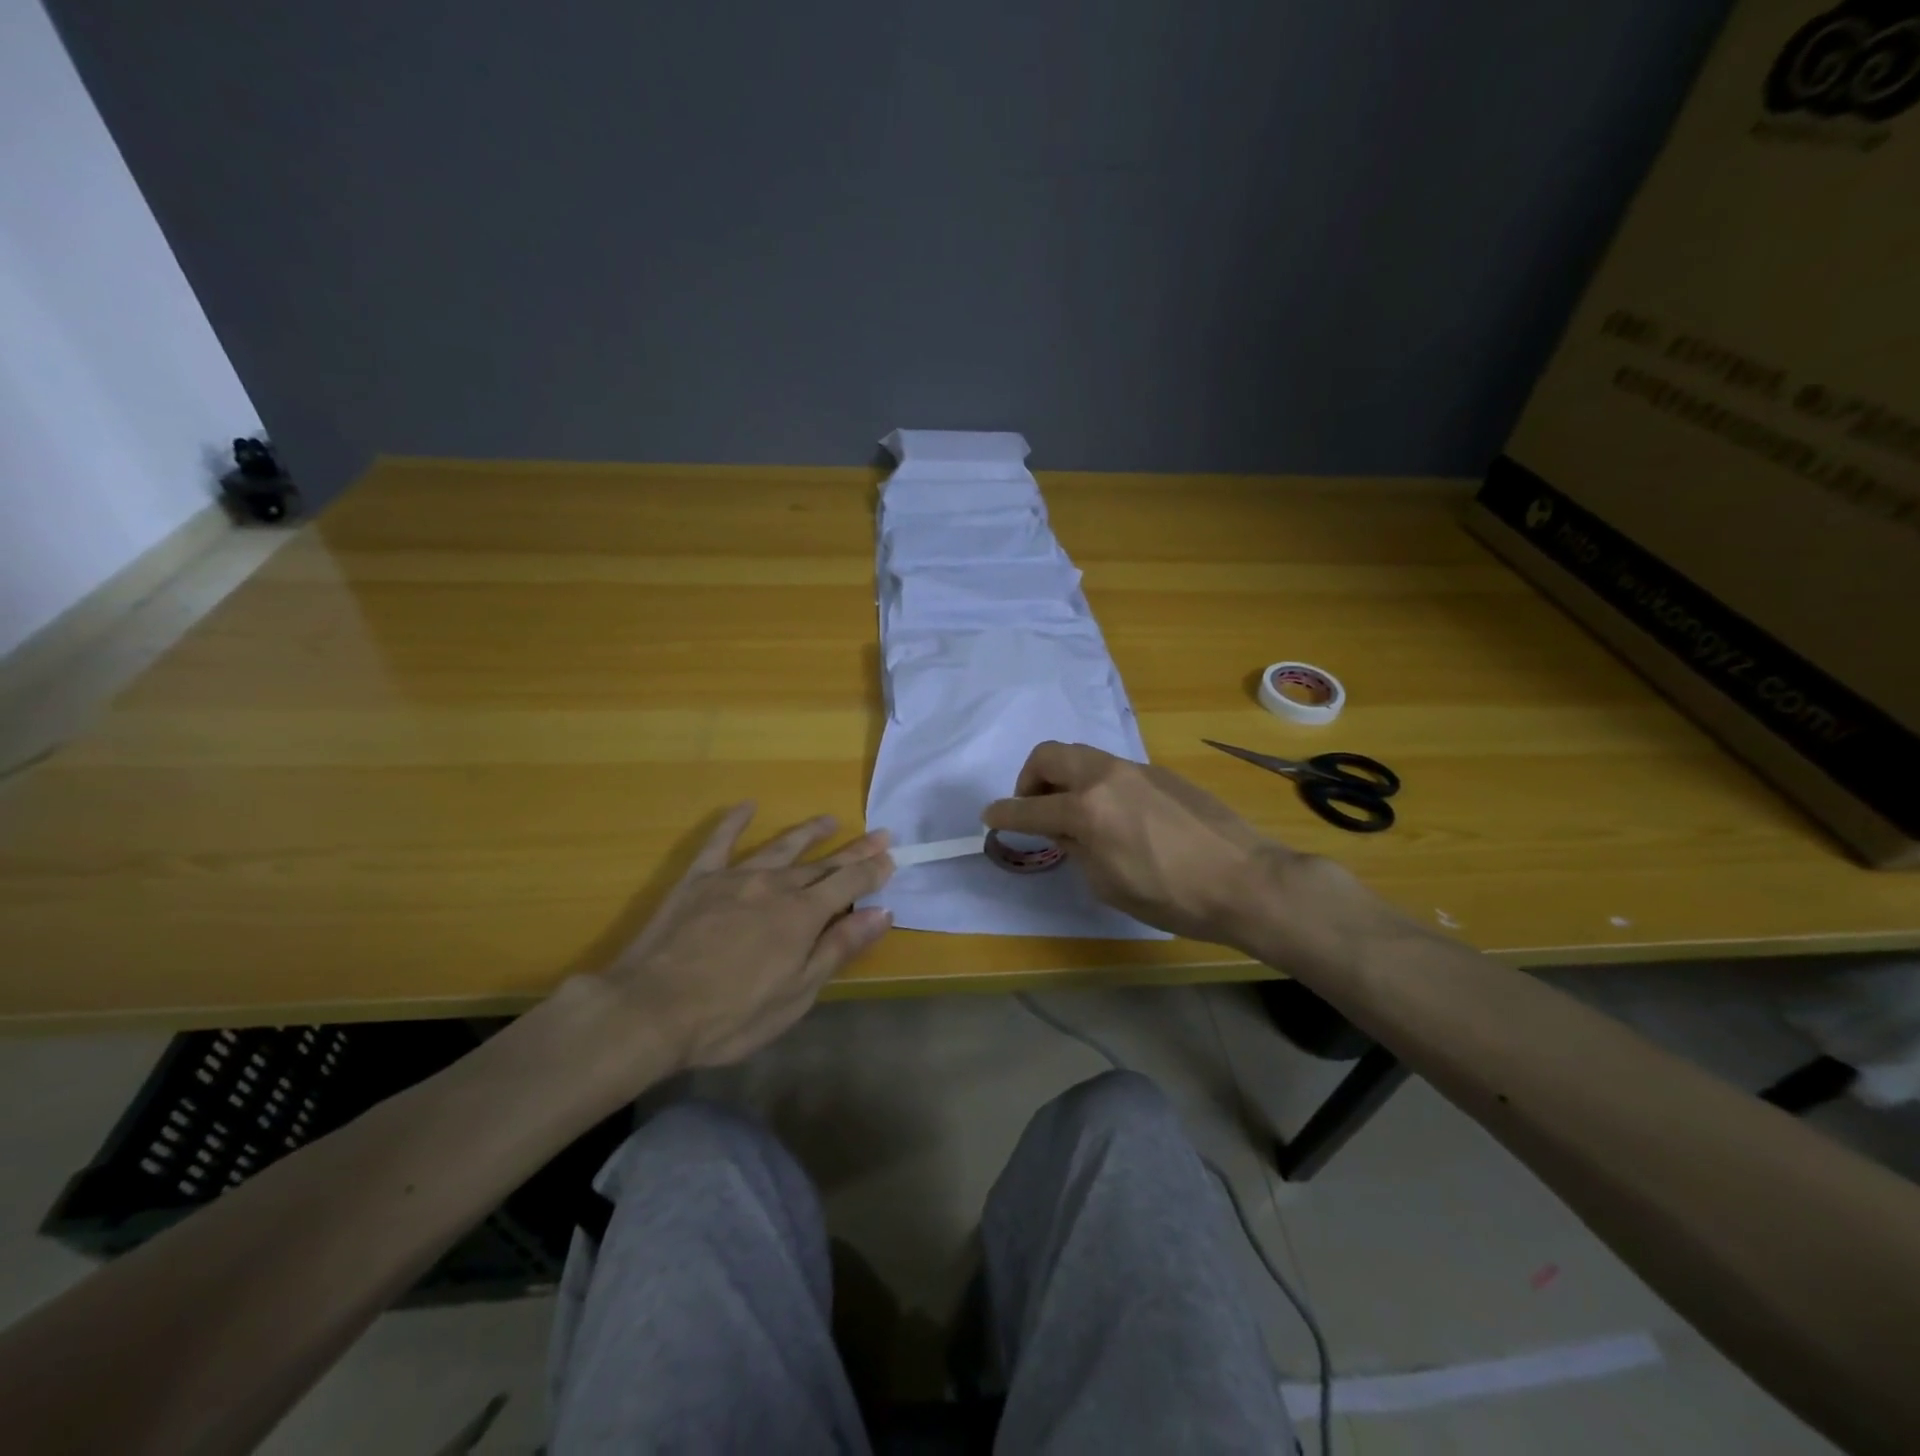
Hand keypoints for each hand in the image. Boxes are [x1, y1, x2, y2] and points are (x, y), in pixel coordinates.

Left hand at [574, 806, 894, 1076]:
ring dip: (808, 833)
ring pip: (780, 847)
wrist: (650, 1010)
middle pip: (822, 863)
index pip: (849, 884)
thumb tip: (882, 912)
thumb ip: (839, 947)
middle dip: (854, 850)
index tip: (891, 858)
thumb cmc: (731, 1015)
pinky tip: (746, 806)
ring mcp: (735, 878)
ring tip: (829, 820)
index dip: (872, 871)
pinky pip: (719, 842)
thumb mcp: (797, 993)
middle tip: (880, 834)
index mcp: (802, 915)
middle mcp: (775, 886)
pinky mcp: (698, 880)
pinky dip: (734, 822)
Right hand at [982, 742, 1404, 972]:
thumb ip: (1075, 848)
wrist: (1245, 880)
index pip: (1030, 807)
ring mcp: (1135, 769)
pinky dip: (1095, 783)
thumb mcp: (1108, 883)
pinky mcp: (1160, 773)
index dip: (1004, 813)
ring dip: (1064, 776)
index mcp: (1087, 808)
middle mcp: (1106, 776)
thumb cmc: (1171, 896)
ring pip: (1082, 755)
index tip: (989, 817)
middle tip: (1034, 807)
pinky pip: (1112, 768)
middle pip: (1050, 755)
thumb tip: (1062, 829)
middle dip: (1030, 778)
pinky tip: (1114, 815)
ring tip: (1073, 812)